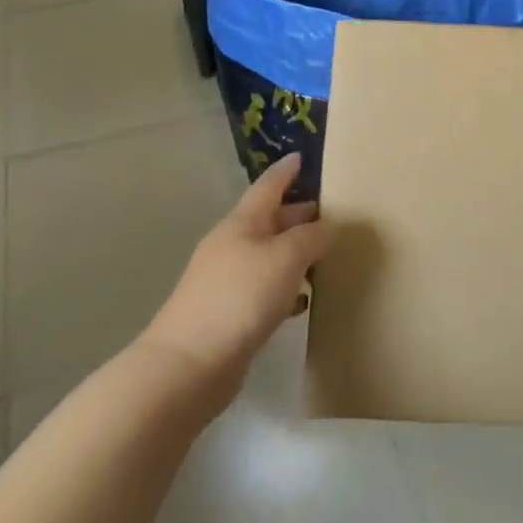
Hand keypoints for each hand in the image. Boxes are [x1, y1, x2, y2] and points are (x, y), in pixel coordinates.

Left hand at [143, 155, 335, 396]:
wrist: (188, 366)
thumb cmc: (240, 297)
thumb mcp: (286, 258)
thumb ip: (312, 237)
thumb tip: (328, 228)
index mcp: (242, 223)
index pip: (269, 186)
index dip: (287, 171)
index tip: (304, 157)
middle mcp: (232, 245)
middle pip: (270, 221)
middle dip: (299, 215)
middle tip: (334, 213)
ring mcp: (227, 281)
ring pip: (269, 256)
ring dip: (296, 254)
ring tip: (327, 256)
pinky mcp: (228, 315)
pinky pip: (265, 289)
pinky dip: (286, 288)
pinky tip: (304, 301)